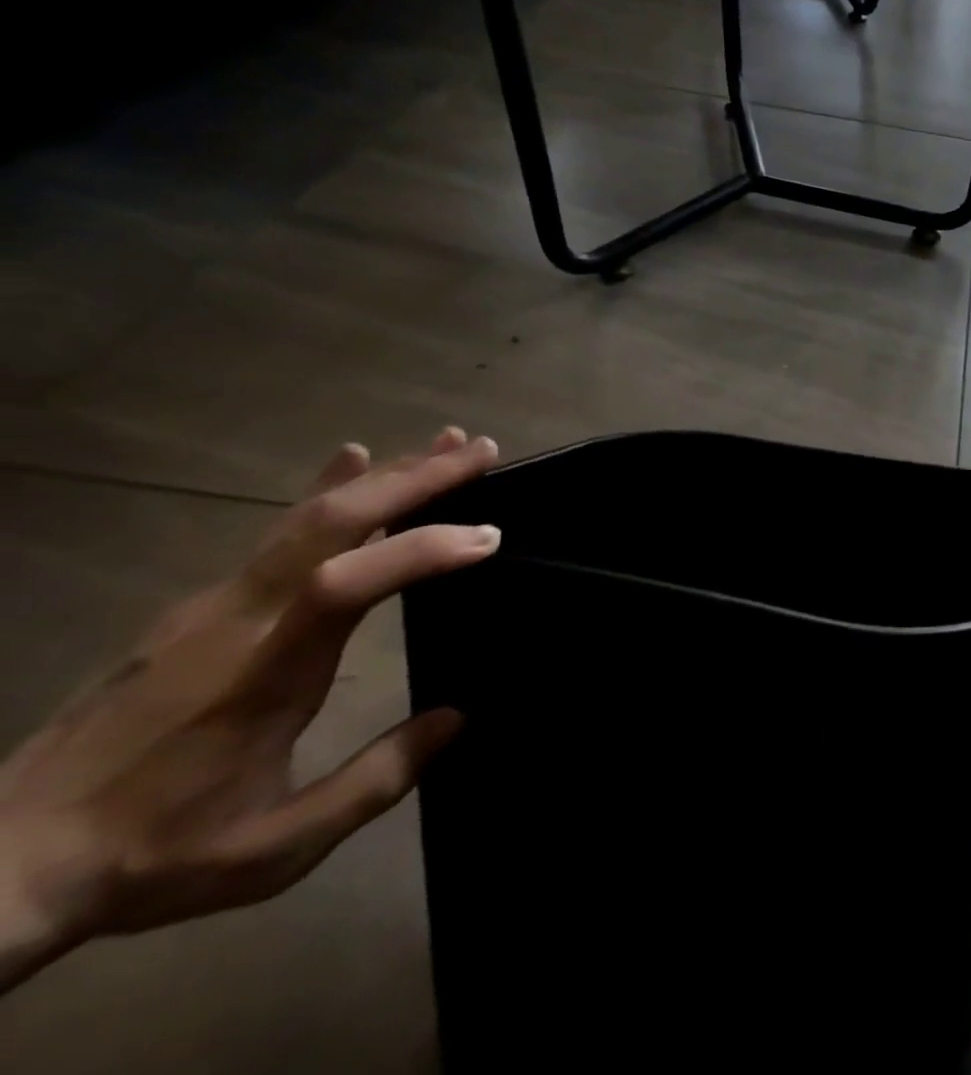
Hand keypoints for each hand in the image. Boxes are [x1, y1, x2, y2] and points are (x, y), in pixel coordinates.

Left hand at [0, 428, 500, 991]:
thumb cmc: (153, 854)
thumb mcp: (274, 848)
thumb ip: (374, 780)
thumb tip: (458, 717)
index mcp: (262, 674)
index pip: (346, 585)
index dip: (422, 549)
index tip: (489, 537)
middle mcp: (237, 619)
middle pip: (331, 523)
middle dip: (415, 478)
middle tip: (483, 450)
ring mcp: (212, 604)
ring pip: (307, 516)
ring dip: (384, 473)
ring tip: (446, 443)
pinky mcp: (201, 604)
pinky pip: (277, 532)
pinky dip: (329, 488)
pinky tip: (352, 462)